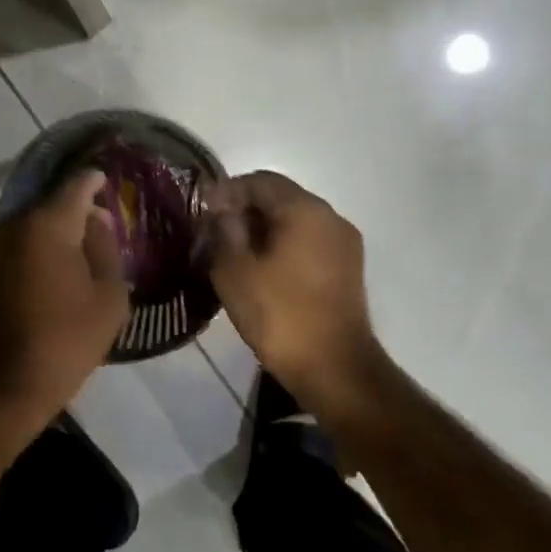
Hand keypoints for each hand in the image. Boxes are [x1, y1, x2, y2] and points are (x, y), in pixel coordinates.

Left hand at [0, 171, 129, 435]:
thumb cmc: (63, 342)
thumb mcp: (108, 299)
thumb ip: (106, 250)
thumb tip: (97, 221)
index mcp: (47, 224)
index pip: (76, 186)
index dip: (94, 181)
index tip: (106, 181)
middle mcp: (13, 224)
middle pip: (50, 204)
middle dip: (74, 210)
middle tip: (99, 225)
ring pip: (29, 225)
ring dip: (52, 232)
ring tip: (76, 251)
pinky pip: (14, 246)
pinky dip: (33, 250)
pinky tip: (49, 271)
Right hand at [206, 171, 377, 394]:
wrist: (336, 371)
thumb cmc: (280, 315)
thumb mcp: (235, 270)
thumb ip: (224, 229)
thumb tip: (222, 209)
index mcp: (305, 210)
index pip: (260, 180)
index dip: (227, 191)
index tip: (203, 214)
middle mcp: (330, 217)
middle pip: (280, 198)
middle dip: (244, 210)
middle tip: (214, 235)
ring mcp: (344, 245)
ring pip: (294, 221)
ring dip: (263, 230)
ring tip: (234, 255)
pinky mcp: (347, 270)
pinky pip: (308, 243)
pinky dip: (282, 247)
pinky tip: (261, 272)